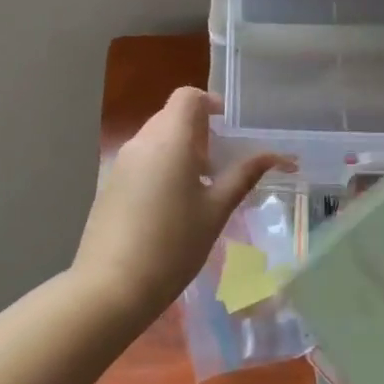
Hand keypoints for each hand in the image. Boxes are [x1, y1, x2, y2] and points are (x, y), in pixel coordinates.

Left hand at [74, 87, 288, 319]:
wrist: (112, 287)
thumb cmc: (174, 245)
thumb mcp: (216, 211)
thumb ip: (243, 176)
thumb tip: (273, 156)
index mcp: (170, 140)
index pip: (187, 97)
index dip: (209, 102)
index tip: (227, 126)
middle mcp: (142, 142)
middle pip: (171, 116)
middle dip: (198, 131)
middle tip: (220, 164)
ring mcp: (121, 163)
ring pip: (155, 139)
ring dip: (179, 150)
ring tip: (199, 188)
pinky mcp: (109, 184)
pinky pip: (141, 160)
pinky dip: (160, 166)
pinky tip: (171, 206)